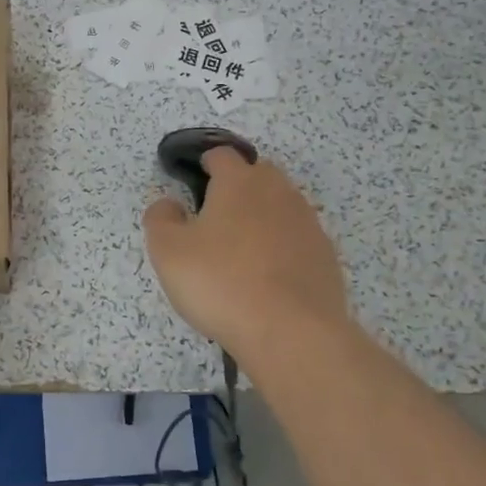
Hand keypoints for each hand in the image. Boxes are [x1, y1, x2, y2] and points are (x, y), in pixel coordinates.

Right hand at [143, 148, 350, 363]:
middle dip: (236, 188)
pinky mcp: (325, 255)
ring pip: (280, 207)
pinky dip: (281, 248)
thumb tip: (169, 204)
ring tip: (240, 252)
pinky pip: (296, 239)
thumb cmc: (221, 283)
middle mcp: (279, 192)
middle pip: (257, 175)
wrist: (291, 331)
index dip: (204, 164)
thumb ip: (161, 219)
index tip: (193, 183)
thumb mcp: (168, 252)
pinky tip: (267, 278)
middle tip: (213, 220)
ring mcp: (307, 223)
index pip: (222, 154)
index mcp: (239, 182)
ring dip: (261, 218)